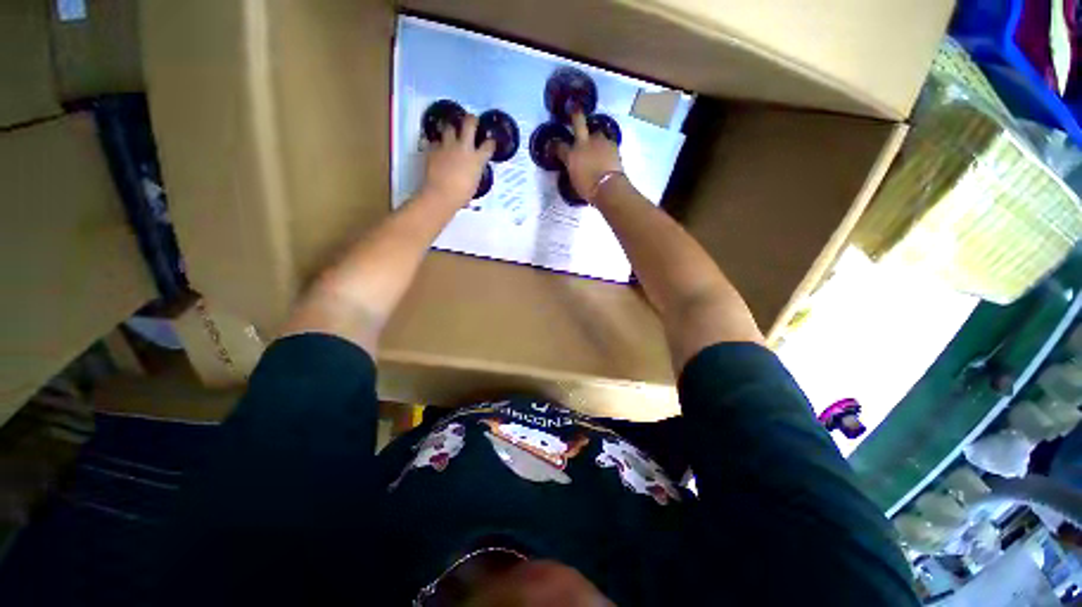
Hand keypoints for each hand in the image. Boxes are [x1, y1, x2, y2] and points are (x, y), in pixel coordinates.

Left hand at [420, 114, 495, 205]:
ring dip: (451, 129)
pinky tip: (436, 147)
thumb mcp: (474, 183)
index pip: (488, 145)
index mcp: (477, 159)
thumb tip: (473, 167)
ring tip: (451, 131)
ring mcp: (447, 146)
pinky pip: (435, 141)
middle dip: (471, 120)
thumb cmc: (462, 195)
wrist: (441, 194)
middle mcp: (464, 148)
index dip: (490, 142)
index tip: (490, 141)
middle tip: (472, 120)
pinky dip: (437, 144)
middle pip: (469, 124)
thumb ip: (474, 171)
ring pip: (449, 128)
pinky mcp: (433, 149)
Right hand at [559, 112, 624, 202]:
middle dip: (575, 114)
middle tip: (574, 108)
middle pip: (578, 121)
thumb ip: (572, 170)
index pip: (559, 146)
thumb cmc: (588, 189)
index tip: (553, 145)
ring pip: (596, 132)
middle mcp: (583, 143)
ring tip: (596, 144)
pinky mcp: (612, 144)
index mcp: (571, 155)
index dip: (555, 145)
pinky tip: (607, 153)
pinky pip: (607, 142)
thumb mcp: (574, 181)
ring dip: (595, 136)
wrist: (608, 187)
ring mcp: (599, 141)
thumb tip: (573, 167)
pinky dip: (605, 146)